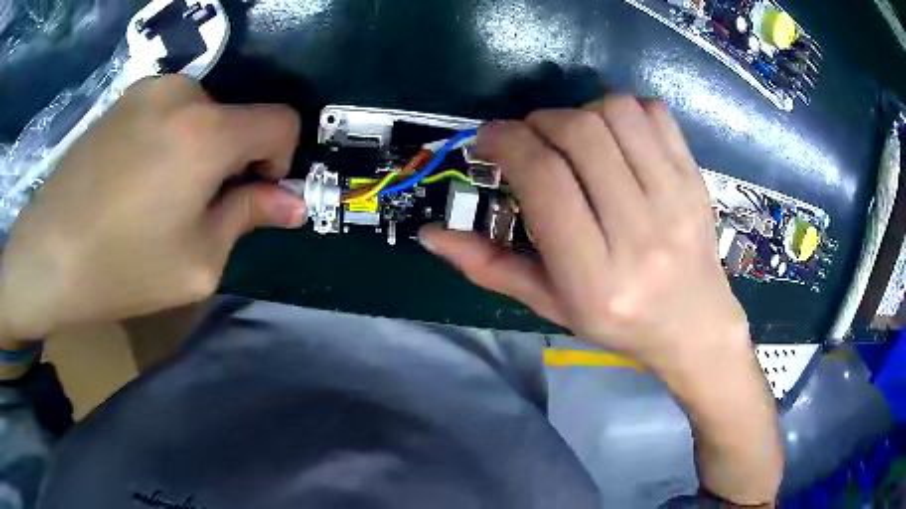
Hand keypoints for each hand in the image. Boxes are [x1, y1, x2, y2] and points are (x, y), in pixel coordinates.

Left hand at [0, 75, 304, 341]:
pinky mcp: (123, 97)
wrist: (46, 253)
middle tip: (194, 208)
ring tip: (159, 194)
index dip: (280, 159)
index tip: (251, 194)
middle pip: (237, 118)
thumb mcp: (197, 261)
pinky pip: (168, 110)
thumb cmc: (122, 267)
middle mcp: (184, 93)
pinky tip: (136, 177)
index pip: (280, 122)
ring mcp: (149, 88)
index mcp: (208, 132)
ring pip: (201, 113)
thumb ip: (249, 218)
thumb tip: (292, 203)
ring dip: (198, 148)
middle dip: (230, 159)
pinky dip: (169, 138)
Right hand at [421, 96, 746, 371]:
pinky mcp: (696, 181)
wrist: (695, 327)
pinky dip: (625, 110)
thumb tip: (430, 234)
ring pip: (617, 113)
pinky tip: (617, 137)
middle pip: (580, 134)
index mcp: (596, 278)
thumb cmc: (619, 325)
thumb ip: (489, 267)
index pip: (545, 181)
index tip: (490, 138)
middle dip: (539, 121)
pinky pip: (656, 114)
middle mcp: (640, 234)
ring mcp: (677, 202)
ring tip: (575, 138)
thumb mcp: (551, 306)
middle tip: (530, 138)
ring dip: (580, 111)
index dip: (508, 142)